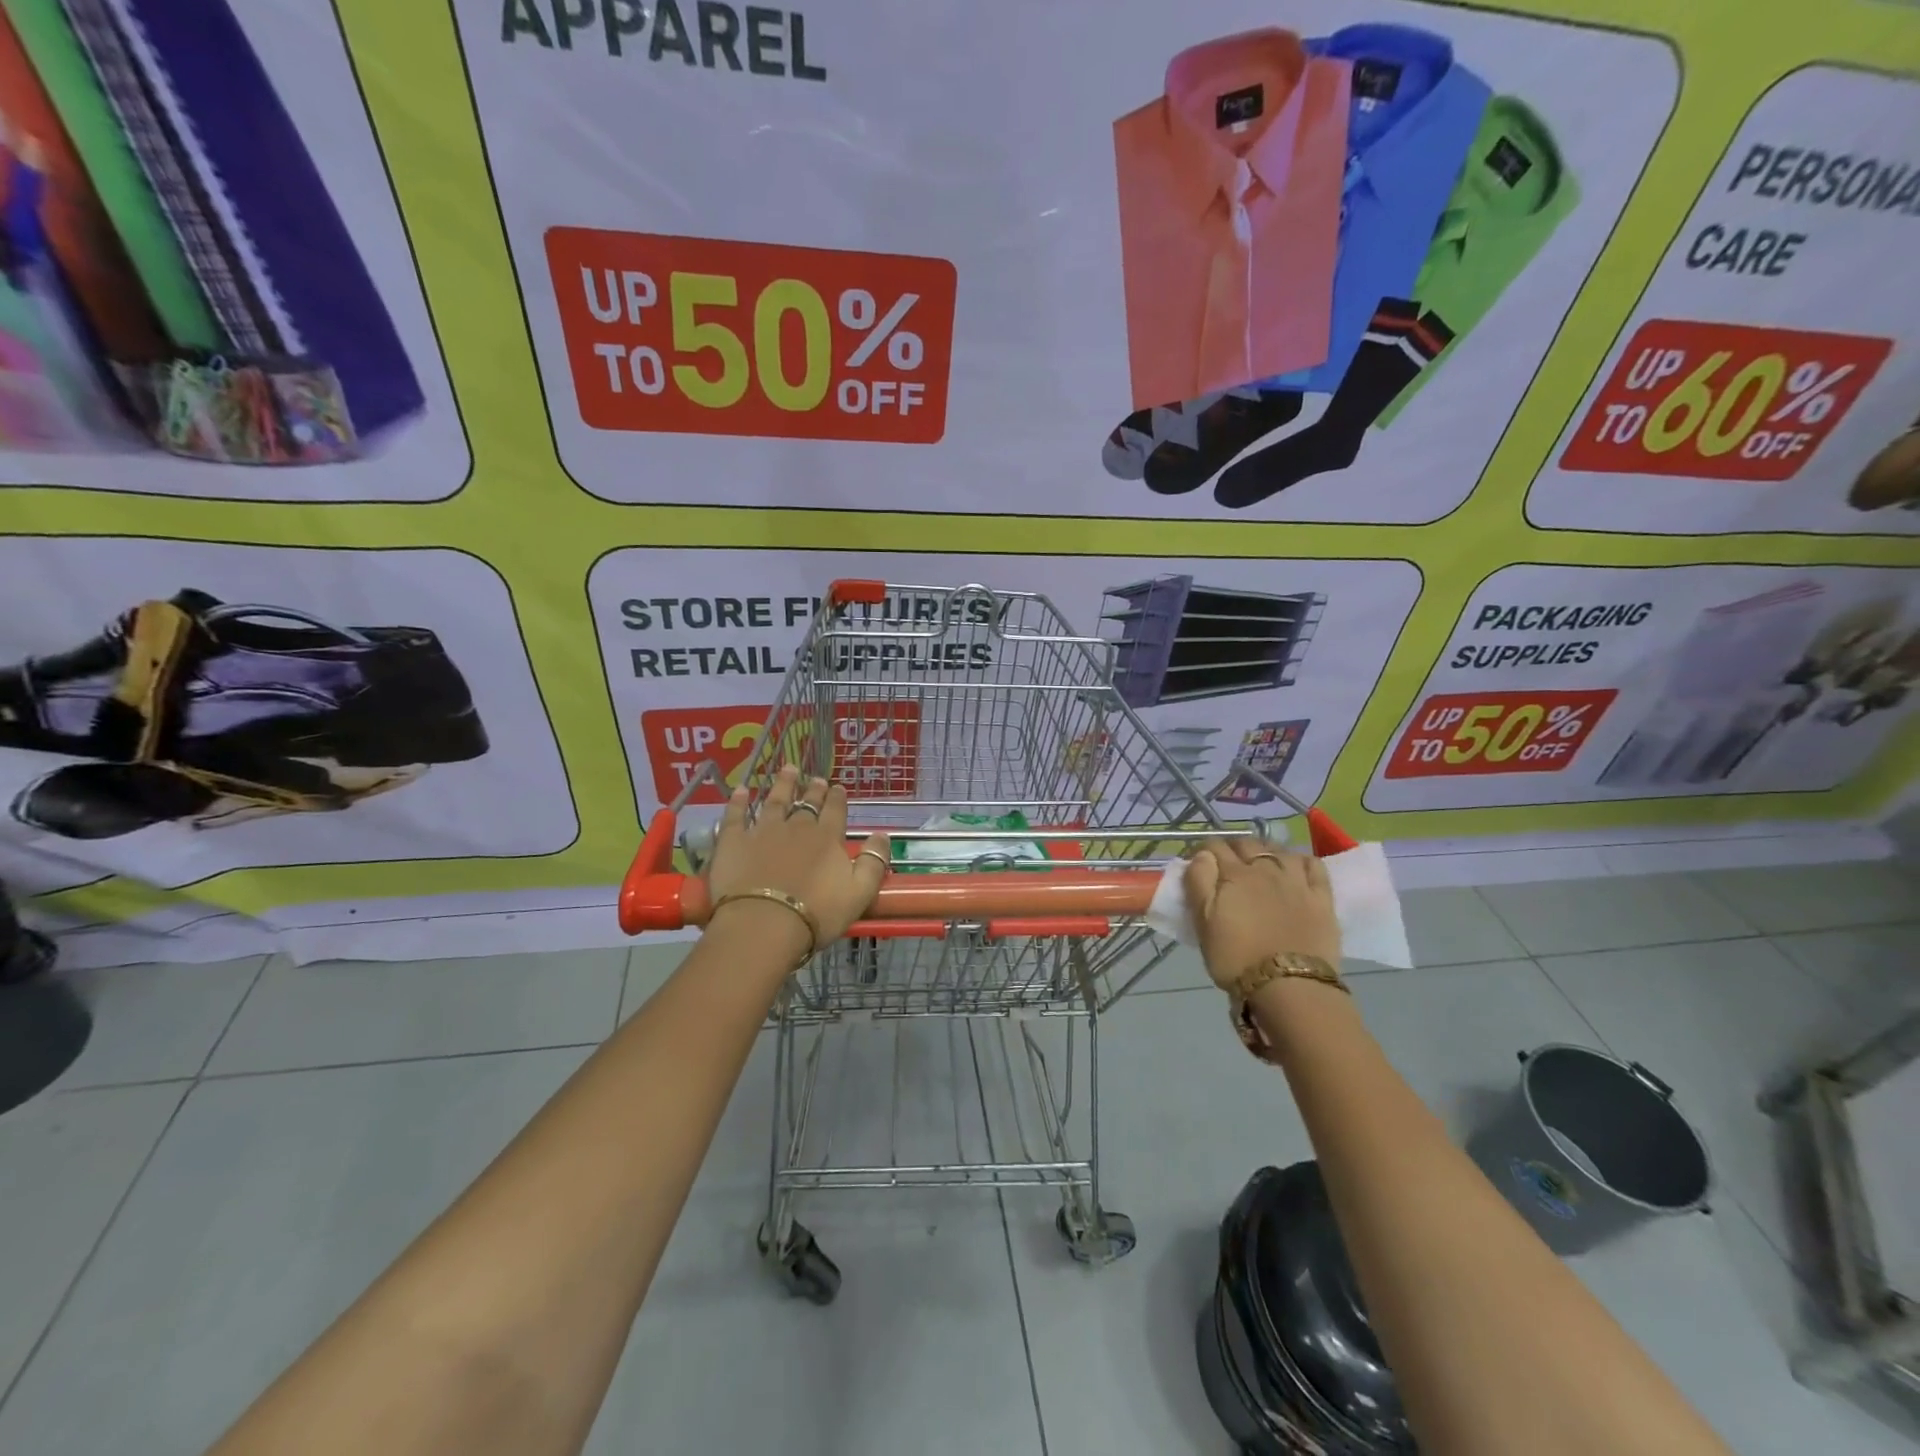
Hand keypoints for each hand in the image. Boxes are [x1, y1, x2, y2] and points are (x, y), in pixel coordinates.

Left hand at [706, 766, 889, 950]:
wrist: (764, 923)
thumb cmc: (817, 913)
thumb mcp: (860, 893)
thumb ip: (874, 863)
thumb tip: (882, 835)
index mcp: (828, 838)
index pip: (836, 811)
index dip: (838, 799)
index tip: (838, 788)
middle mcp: (797, 827)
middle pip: (807, 803)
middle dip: (814, 790)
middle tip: (817, 779)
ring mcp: (763, 831)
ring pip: (775, 800)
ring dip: (783, 784)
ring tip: (788, 770)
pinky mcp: (734, 841)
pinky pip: (736, 815)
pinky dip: (738, 801)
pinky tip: (741, 790)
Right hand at [1184, 839, 1339, 989]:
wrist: (1290, 988)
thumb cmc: (1237, 958)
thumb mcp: (1203, 923)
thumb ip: (1199, 883)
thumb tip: (1202, 855)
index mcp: (1234, 874)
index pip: (1214, 847)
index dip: (1203, 850)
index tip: (1197, 861)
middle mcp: (1266, 869)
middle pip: (1247, 844)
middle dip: (1233, 848)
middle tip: (1226, 864)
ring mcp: (1297, 881)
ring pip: (1280, 850)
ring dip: (1266, 851)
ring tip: (1260, 864)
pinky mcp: (1322, 897)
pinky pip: (1314, 865)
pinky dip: (1301, 860)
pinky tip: (1295, 868)